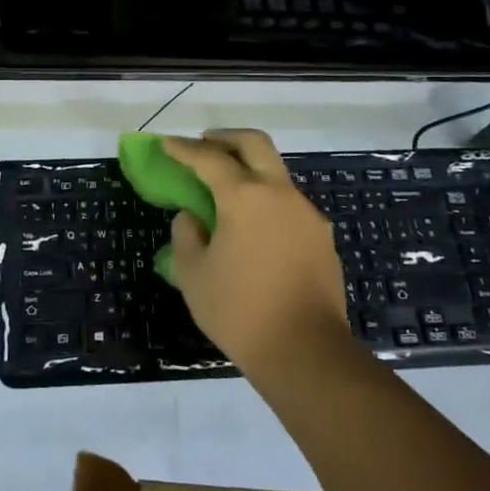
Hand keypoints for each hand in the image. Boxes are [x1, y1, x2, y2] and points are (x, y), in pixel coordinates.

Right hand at [162, 130, 350, 374]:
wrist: (306, 352)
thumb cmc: (240, 310)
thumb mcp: (193, 274)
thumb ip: (186, 235)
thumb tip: (193, 216)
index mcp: (245, 197)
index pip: (209, 159)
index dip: (184, 149)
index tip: (167, 144)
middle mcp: (280, 194)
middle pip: (255, 144)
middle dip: (226, 138)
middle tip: (205, 143)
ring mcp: (306, 214)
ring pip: (276, 173)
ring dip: (250, 170)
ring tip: (227, 190)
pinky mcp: (322, 238)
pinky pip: (289, 204)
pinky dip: (267, 200)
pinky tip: (254, 227)